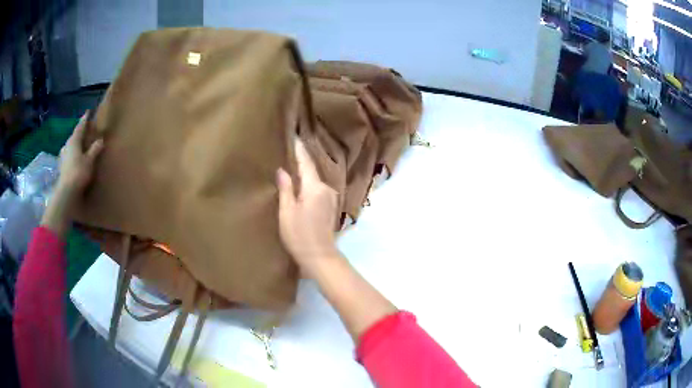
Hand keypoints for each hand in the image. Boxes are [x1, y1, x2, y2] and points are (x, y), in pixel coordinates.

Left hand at [41, 112, 102, 236]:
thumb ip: (94, 150)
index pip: (80, 127)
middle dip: (79, 133)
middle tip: (84, 130)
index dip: (84, 120)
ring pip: (70, 146)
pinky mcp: (62, 167)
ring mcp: (63, 157)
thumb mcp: (89, 161)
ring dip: (74, 144)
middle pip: (74, 136)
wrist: (66, 192)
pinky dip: (72, 154)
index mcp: (74, 141)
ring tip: (79, 144)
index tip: (88, 112)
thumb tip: (100, 140)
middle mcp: (67, 146)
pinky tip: (74, 158)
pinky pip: (68, 156)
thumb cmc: (78, 173)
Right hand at [277, 138, 338, 276]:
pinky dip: (309, 183)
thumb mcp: (287, 212)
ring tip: (293, 162)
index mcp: (315, 188)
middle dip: (302, 159)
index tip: (295, 135)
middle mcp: (326, 189)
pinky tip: (301, 182)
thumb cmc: (299, 235)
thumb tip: (282, 170)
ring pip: (315, 179)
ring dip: (306, 171)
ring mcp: (331, 198)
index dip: (299, 149)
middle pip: (312, 170)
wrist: (320, 257)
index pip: (306, 163)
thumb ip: (286, 189)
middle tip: (291, 147)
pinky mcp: (330, 206)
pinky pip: (318, 188)